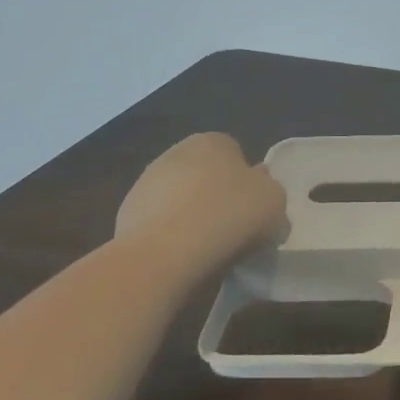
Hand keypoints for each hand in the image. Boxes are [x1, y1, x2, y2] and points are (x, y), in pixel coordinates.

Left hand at [114, 133, 286, 251]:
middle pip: (204, 174)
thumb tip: (257, 187)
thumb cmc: (230, 216)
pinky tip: (182, 258)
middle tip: (233, 227)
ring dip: (190, 216)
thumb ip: (269, 189)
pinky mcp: (125, 216)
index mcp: (212, 141)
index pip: (235, 152)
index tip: (253, 207)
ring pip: (179, 199)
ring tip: (207, 249)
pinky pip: (160, 224)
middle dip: (216, 196)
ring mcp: (145, 184)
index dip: (247, 180)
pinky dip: (169, 237)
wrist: (166, 255)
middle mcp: (174, 153)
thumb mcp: (275, 201)